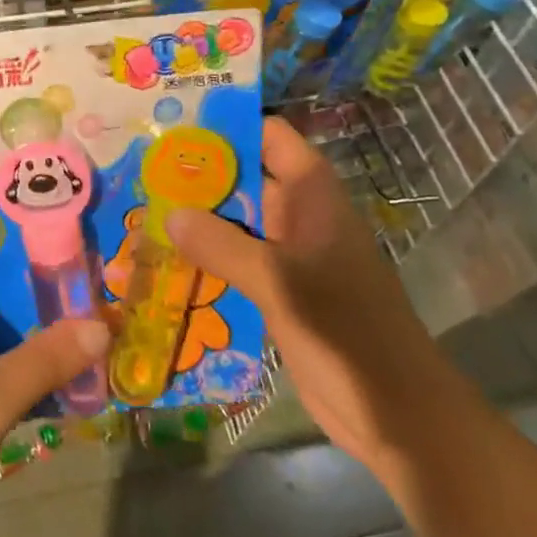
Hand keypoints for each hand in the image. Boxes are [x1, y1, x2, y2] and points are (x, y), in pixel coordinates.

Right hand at [167, 116, 463, 472]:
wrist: (393, 412)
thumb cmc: (344, 331)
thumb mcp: (277, 281)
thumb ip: (221, 245)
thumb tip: (169, 213)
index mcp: (312, 197)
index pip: (271, 137)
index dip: (230, 125)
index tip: (177, 124)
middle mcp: (301, 216)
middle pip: (247, 176)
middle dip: (200, 170)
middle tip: (144, 165)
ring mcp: (291, 255)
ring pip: (239, 220)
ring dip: (200, 215)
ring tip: (144, 203)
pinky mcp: (281, 290)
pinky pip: (238, 258)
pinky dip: (209, 253)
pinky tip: (168, 255)